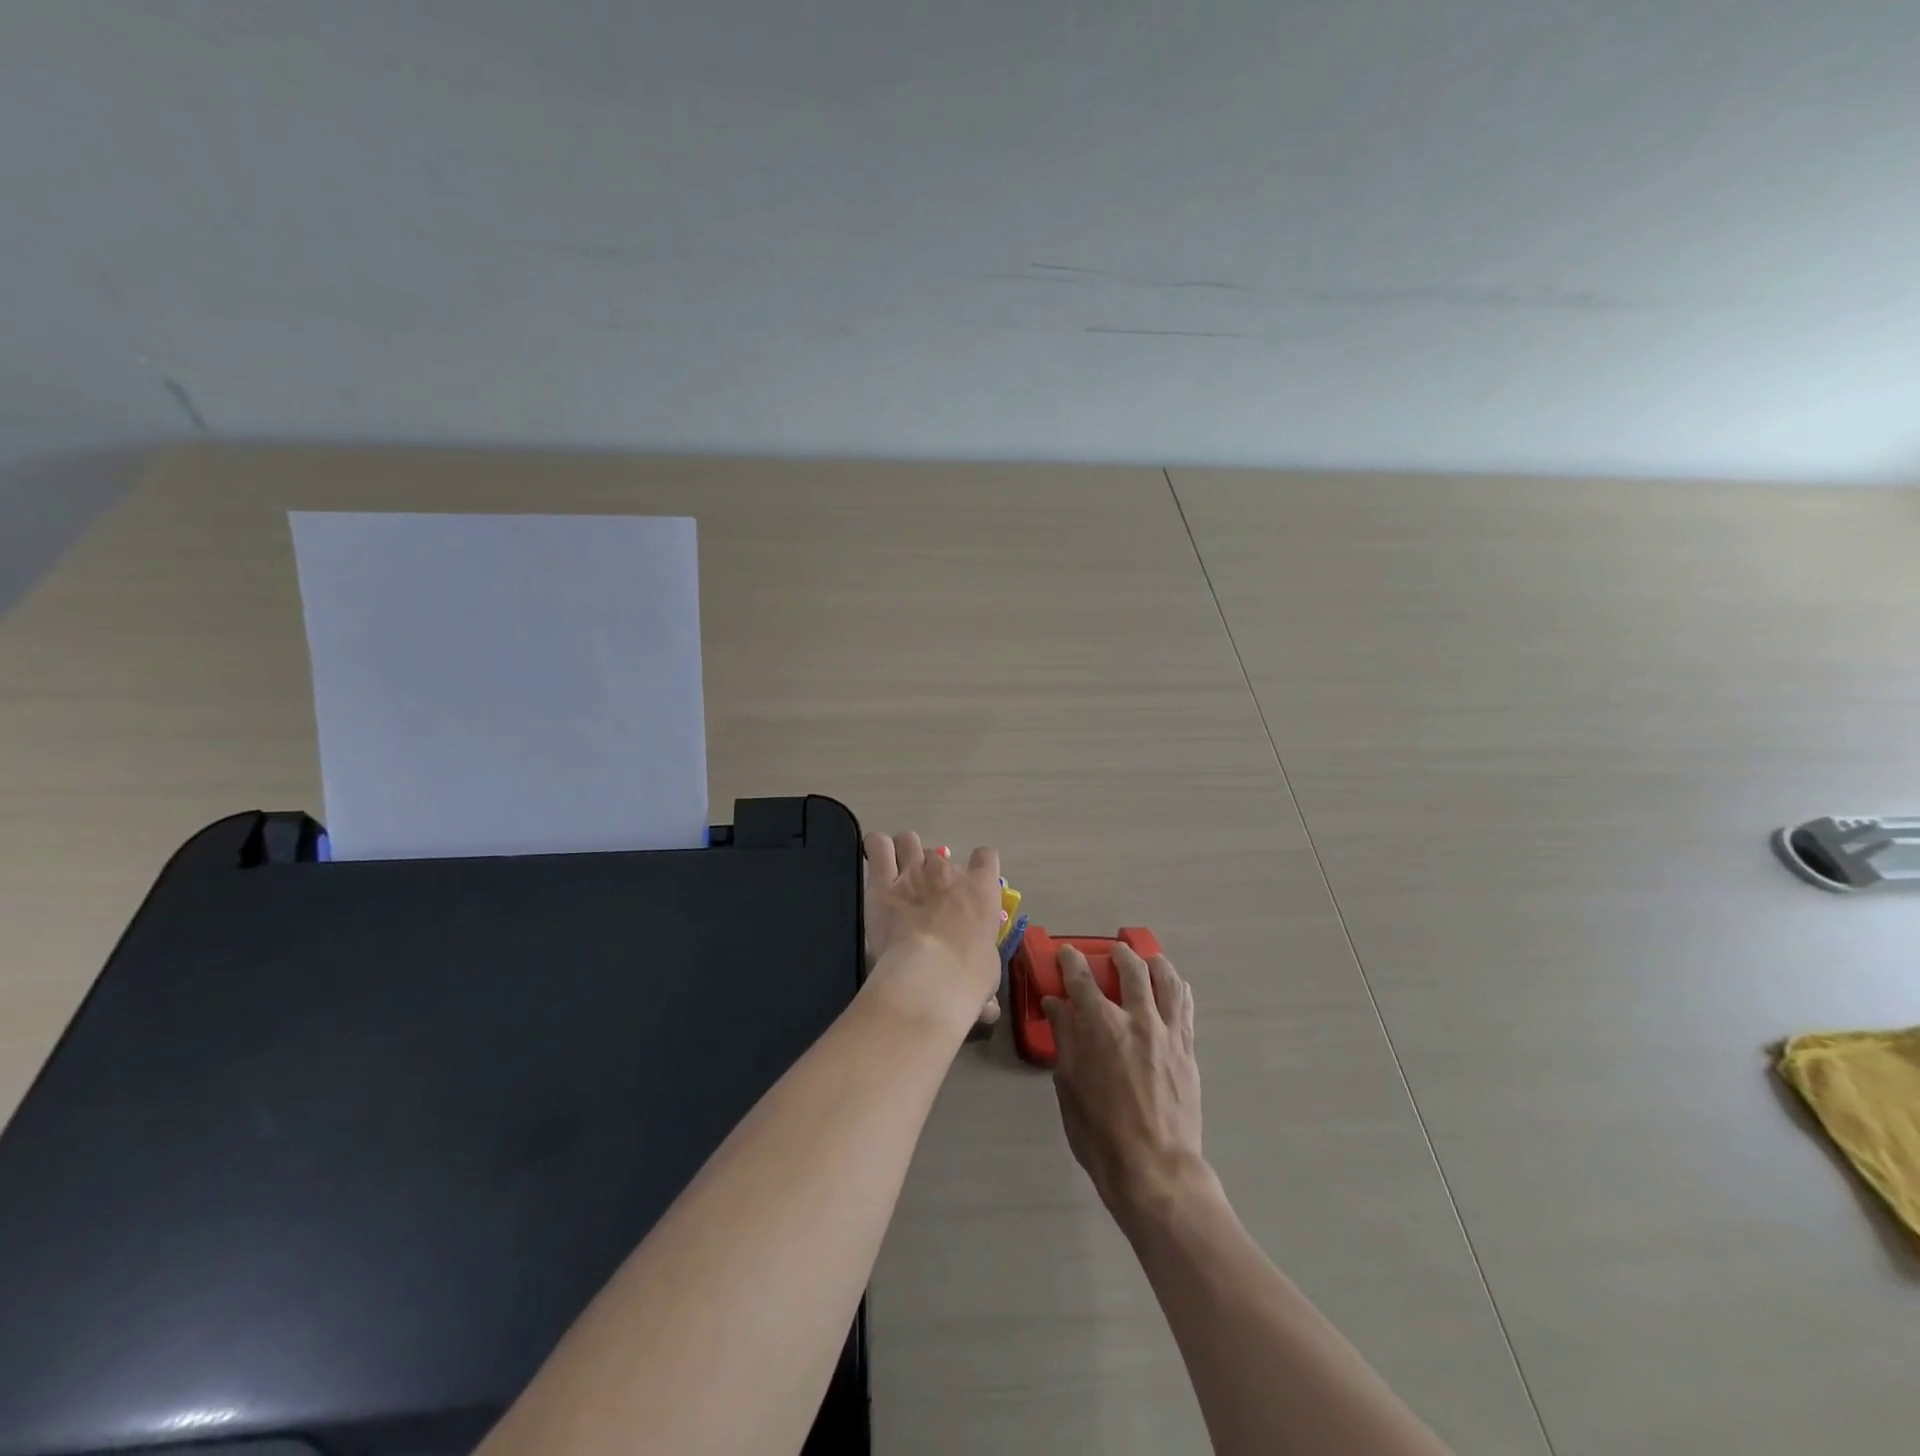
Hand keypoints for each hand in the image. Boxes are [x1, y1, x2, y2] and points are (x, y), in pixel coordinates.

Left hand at [862, 831, 1003, 1029]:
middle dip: (932, 870)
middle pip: (940, 854)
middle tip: (924, 894)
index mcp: (981, 891)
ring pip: (908, 841)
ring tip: (896, 869)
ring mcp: (913, 872)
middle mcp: (948, 873)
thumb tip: (988, 1009)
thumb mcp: (987, 977)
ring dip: (903, 851)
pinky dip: (875, 848)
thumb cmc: (968, 977)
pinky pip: (878, 846)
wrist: (930, 977)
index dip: (978, 867)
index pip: (986, 859)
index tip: (969, 884)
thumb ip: (983, 981)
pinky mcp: (882, 882)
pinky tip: (874, 857)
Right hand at [1044, 944, 1211, 1225]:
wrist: (1156, 1169)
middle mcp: (1136, 1018)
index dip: (1071, 960)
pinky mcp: (1187, 1049)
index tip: (1067, 954)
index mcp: (1100, 1025)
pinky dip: (1178, 989)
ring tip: (1148, 960)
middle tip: (1112, 953)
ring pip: (1166, 980)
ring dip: (1154, 963)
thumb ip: (1065, 1037)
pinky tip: (1173, 987)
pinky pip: (1186, 1007)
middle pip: (1130, 969)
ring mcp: (1167, 1032)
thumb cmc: (1100, 1132)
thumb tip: (1056, 1004)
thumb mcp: (1069, 1085)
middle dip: (1119, 954)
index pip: (1081, 977)